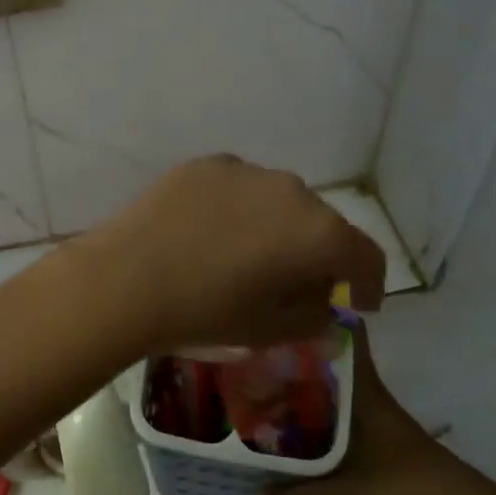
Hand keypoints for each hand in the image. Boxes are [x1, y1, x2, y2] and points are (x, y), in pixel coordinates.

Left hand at [76, 155, 386, 354]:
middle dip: (318, 254)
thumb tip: (324, 301)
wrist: (127, 278)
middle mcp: (293, 191)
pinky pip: (240, 188)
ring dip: (278, 226)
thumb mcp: (271, 330)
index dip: (368, 284)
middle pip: (322, 224)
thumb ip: (314, 315)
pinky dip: (240, 209)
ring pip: (279, 200)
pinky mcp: (209, 164)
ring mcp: (248, 171)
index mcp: (319, 233)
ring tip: (248, 254)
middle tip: (296, 283)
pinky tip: (211, 233)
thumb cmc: (206, 312)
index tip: (357, 302)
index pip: (366, 256)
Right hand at [265, 325, 489, 494]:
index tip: (285, 310)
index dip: (322, 315)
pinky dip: (319, 404)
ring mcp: (374, 409)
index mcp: (361, 388)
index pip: (350, 333)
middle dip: (299, 349)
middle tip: (258, 350)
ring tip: (266, 382)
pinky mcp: (377, 430)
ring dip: (307, 378)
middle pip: (333, 354)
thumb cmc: (401, 485)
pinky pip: (341, 403)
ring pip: (335, 380)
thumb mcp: (346, 494)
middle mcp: (366, 390)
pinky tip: (296, 420)